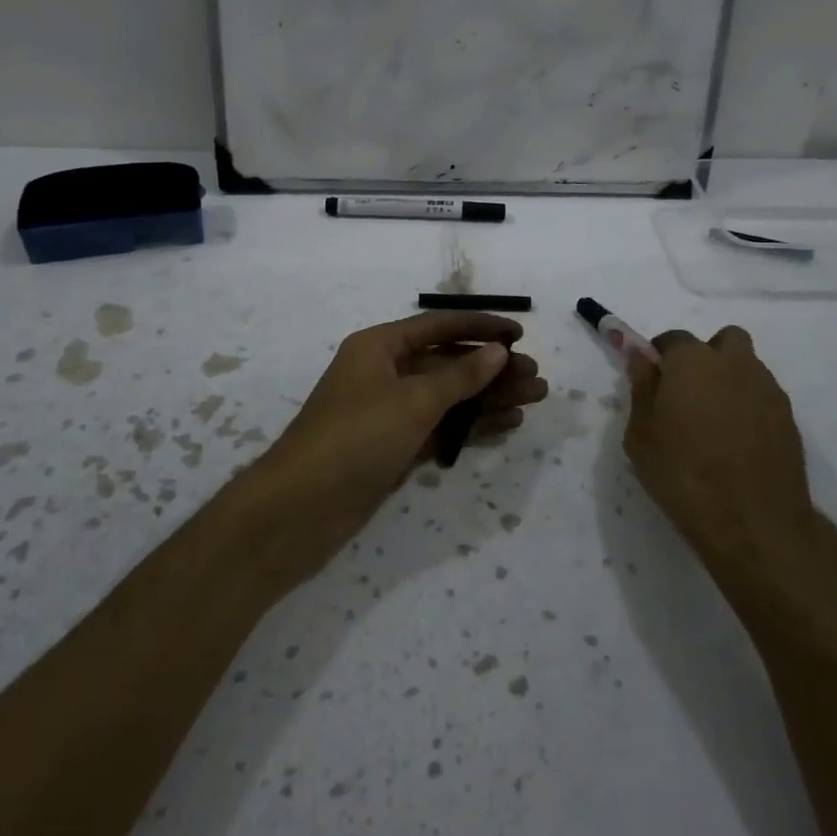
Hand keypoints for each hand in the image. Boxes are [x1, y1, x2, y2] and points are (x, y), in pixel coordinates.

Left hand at [237, 312, 548, 582]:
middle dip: (492, 369)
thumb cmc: (356, 437)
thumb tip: (497, 350)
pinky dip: (470, 425)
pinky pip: (440, 427)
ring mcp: (389, 413)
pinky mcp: (393, 448)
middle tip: (536, 378)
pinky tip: (506, 425)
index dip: (480, 327)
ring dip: (488, 398)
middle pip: (447, 363)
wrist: (300, 508)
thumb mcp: (413, 400)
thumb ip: (460, 376)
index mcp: (379, 347)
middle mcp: (384, 373)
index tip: (519, 334)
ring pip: (448, 397)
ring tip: (533, 400)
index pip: (438, 327)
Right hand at [624, 326, 827, 594]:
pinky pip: (763, 397)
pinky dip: (748, 407)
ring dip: (730, 380)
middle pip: (724, 340)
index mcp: (693, 361)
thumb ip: (642, 389)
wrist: (753, 523)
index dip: (660, 357)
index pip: (673, 339)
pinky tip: (736, 442)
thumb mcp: (641, 435)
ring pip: (747, 367)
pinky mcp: (789, 418)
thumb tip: (641, 359)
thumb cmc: (683, 474)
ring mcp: (767, 389)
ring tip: (713, 423)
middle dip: (707, 356)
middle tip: (689, 393)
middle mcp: (734, 364)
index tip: (653, 382)